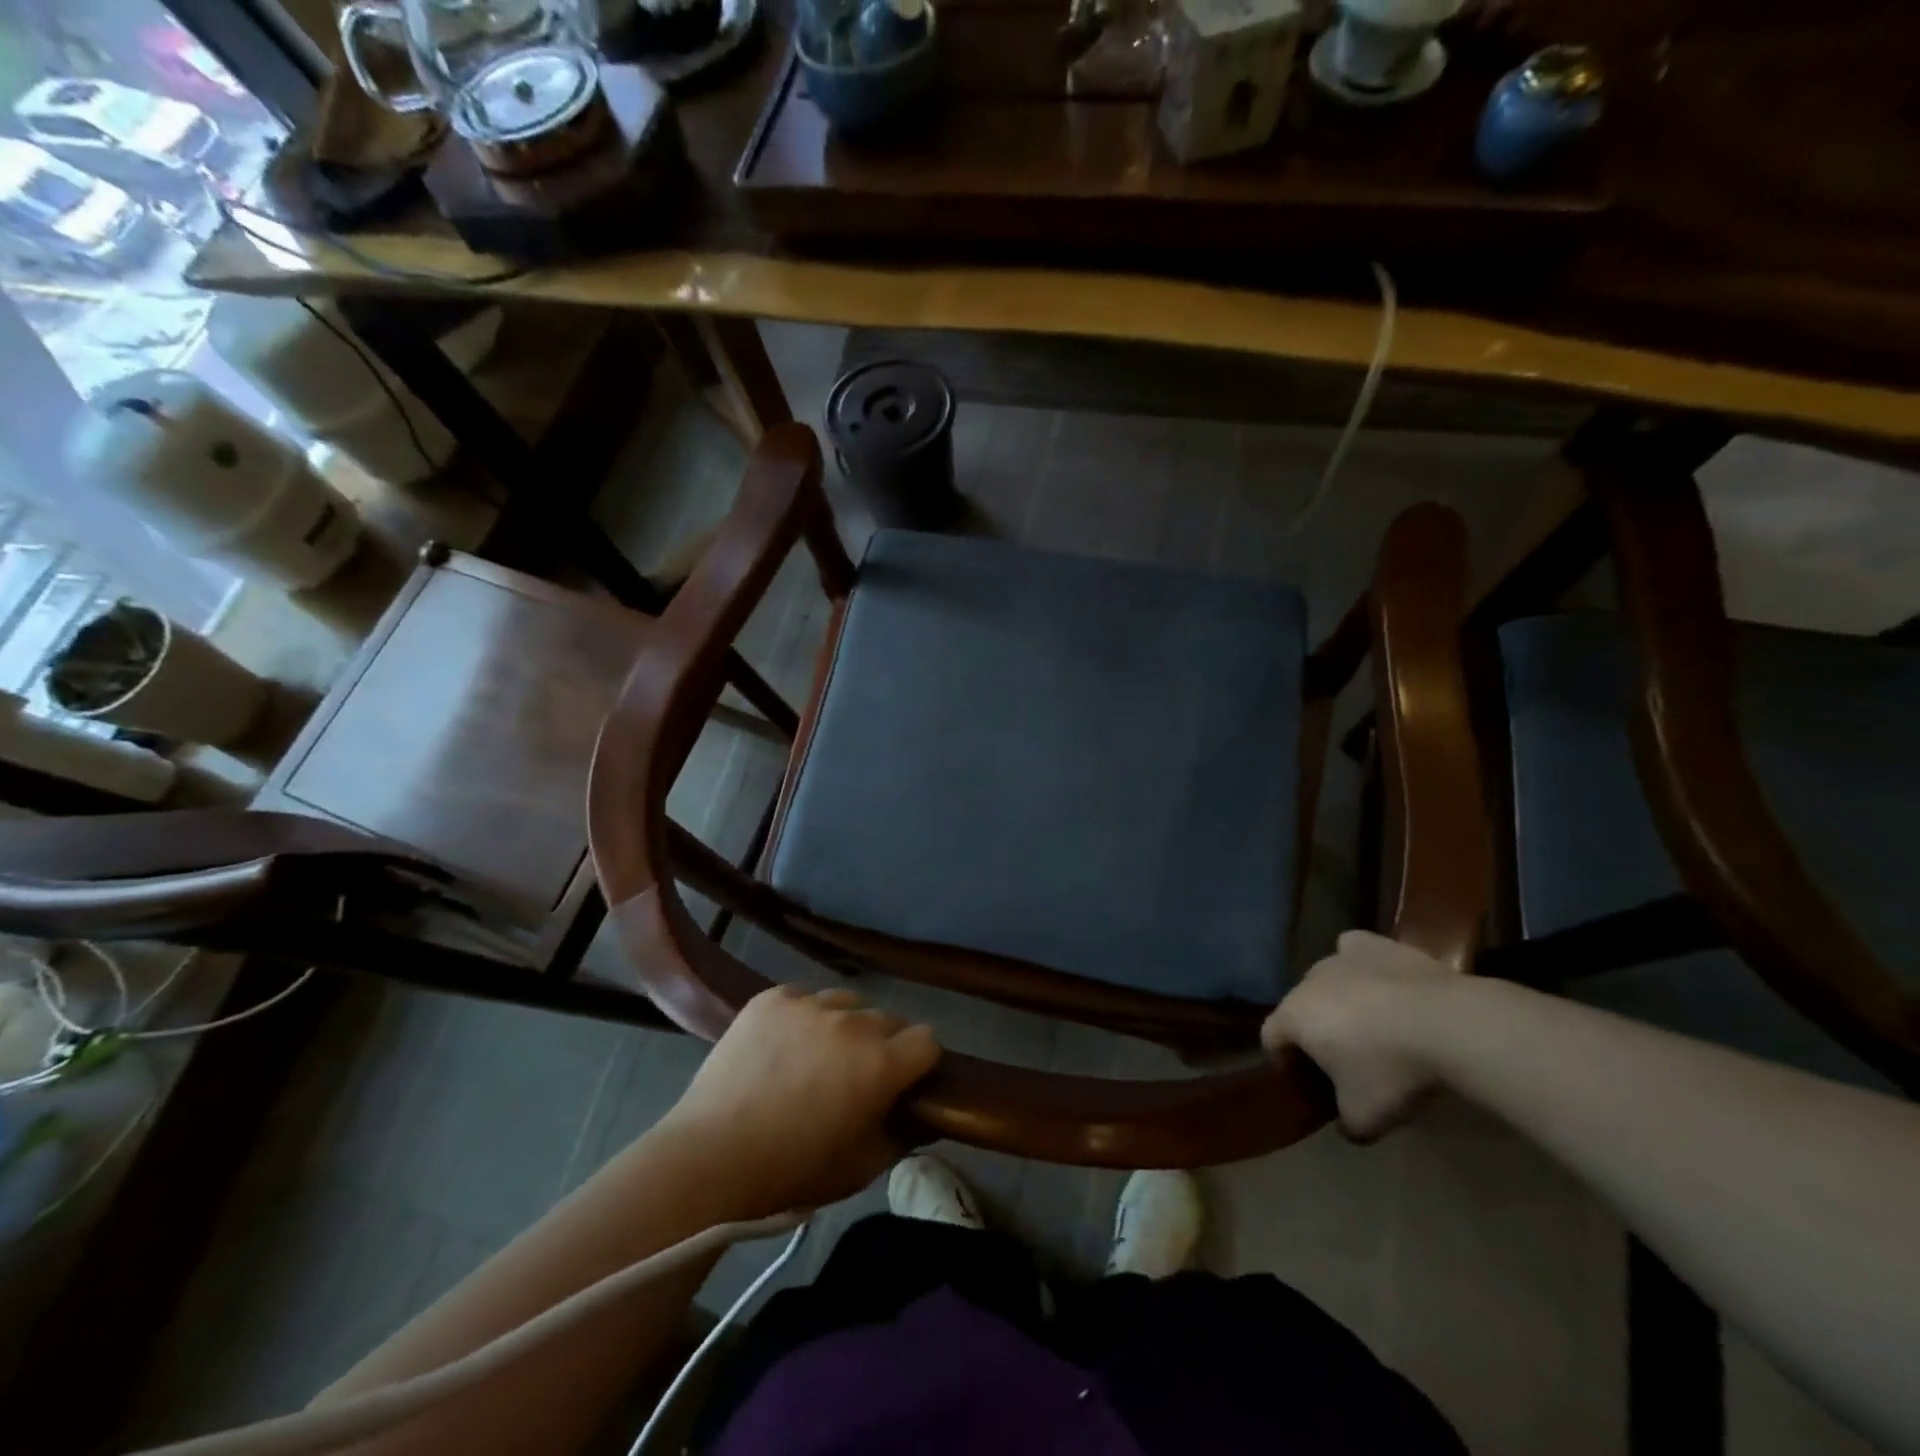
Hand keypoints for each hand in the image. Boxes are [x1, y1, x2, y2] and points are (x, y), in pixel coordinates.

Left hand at [660, 985, 940, 1216]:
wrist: (710, 1157)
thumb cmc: (792, 1172)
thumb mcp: (861, 1169)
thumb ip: (901, 1137)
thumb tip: (920, 1117)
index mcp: (881, 1063)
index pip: (927, 1040)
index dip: (920, 1062)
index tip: (905, 1082)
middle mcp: (852, 1022)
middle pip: (888, 1019)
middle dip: (883, 1045)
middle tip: (857, 1076)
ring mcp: (809, 1004)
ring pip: (846, 1003)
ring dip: (844, 1026)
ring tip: (817, 1056)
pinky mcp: (772, 998)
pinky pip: (803, 998)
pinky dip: (802, 1018)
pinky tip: (783, 1046)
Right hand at [1262, 930, 1456, 1141]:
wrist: (1448, 1025)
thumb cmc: (1392, 1071)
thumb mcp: (1365, 1118)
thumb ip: (1345, 1123)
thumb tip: (1346, 1124)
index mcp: (1293, 1017)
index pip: (1270, 1037)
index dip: (1283, 1062)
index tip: (1308, 1084)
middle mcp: (1307, 980)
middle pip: (1300, 1007)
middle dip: (1315, 1031)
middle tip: (1345, 1061)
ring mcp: (1340, 958)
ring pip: (1327, 980)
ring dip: (1339, 1001)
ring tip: (1372, 1027)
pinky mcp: (1375, 945)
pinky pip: (1355, 952)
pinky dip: (1361, 967)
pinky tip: (1380, 983)